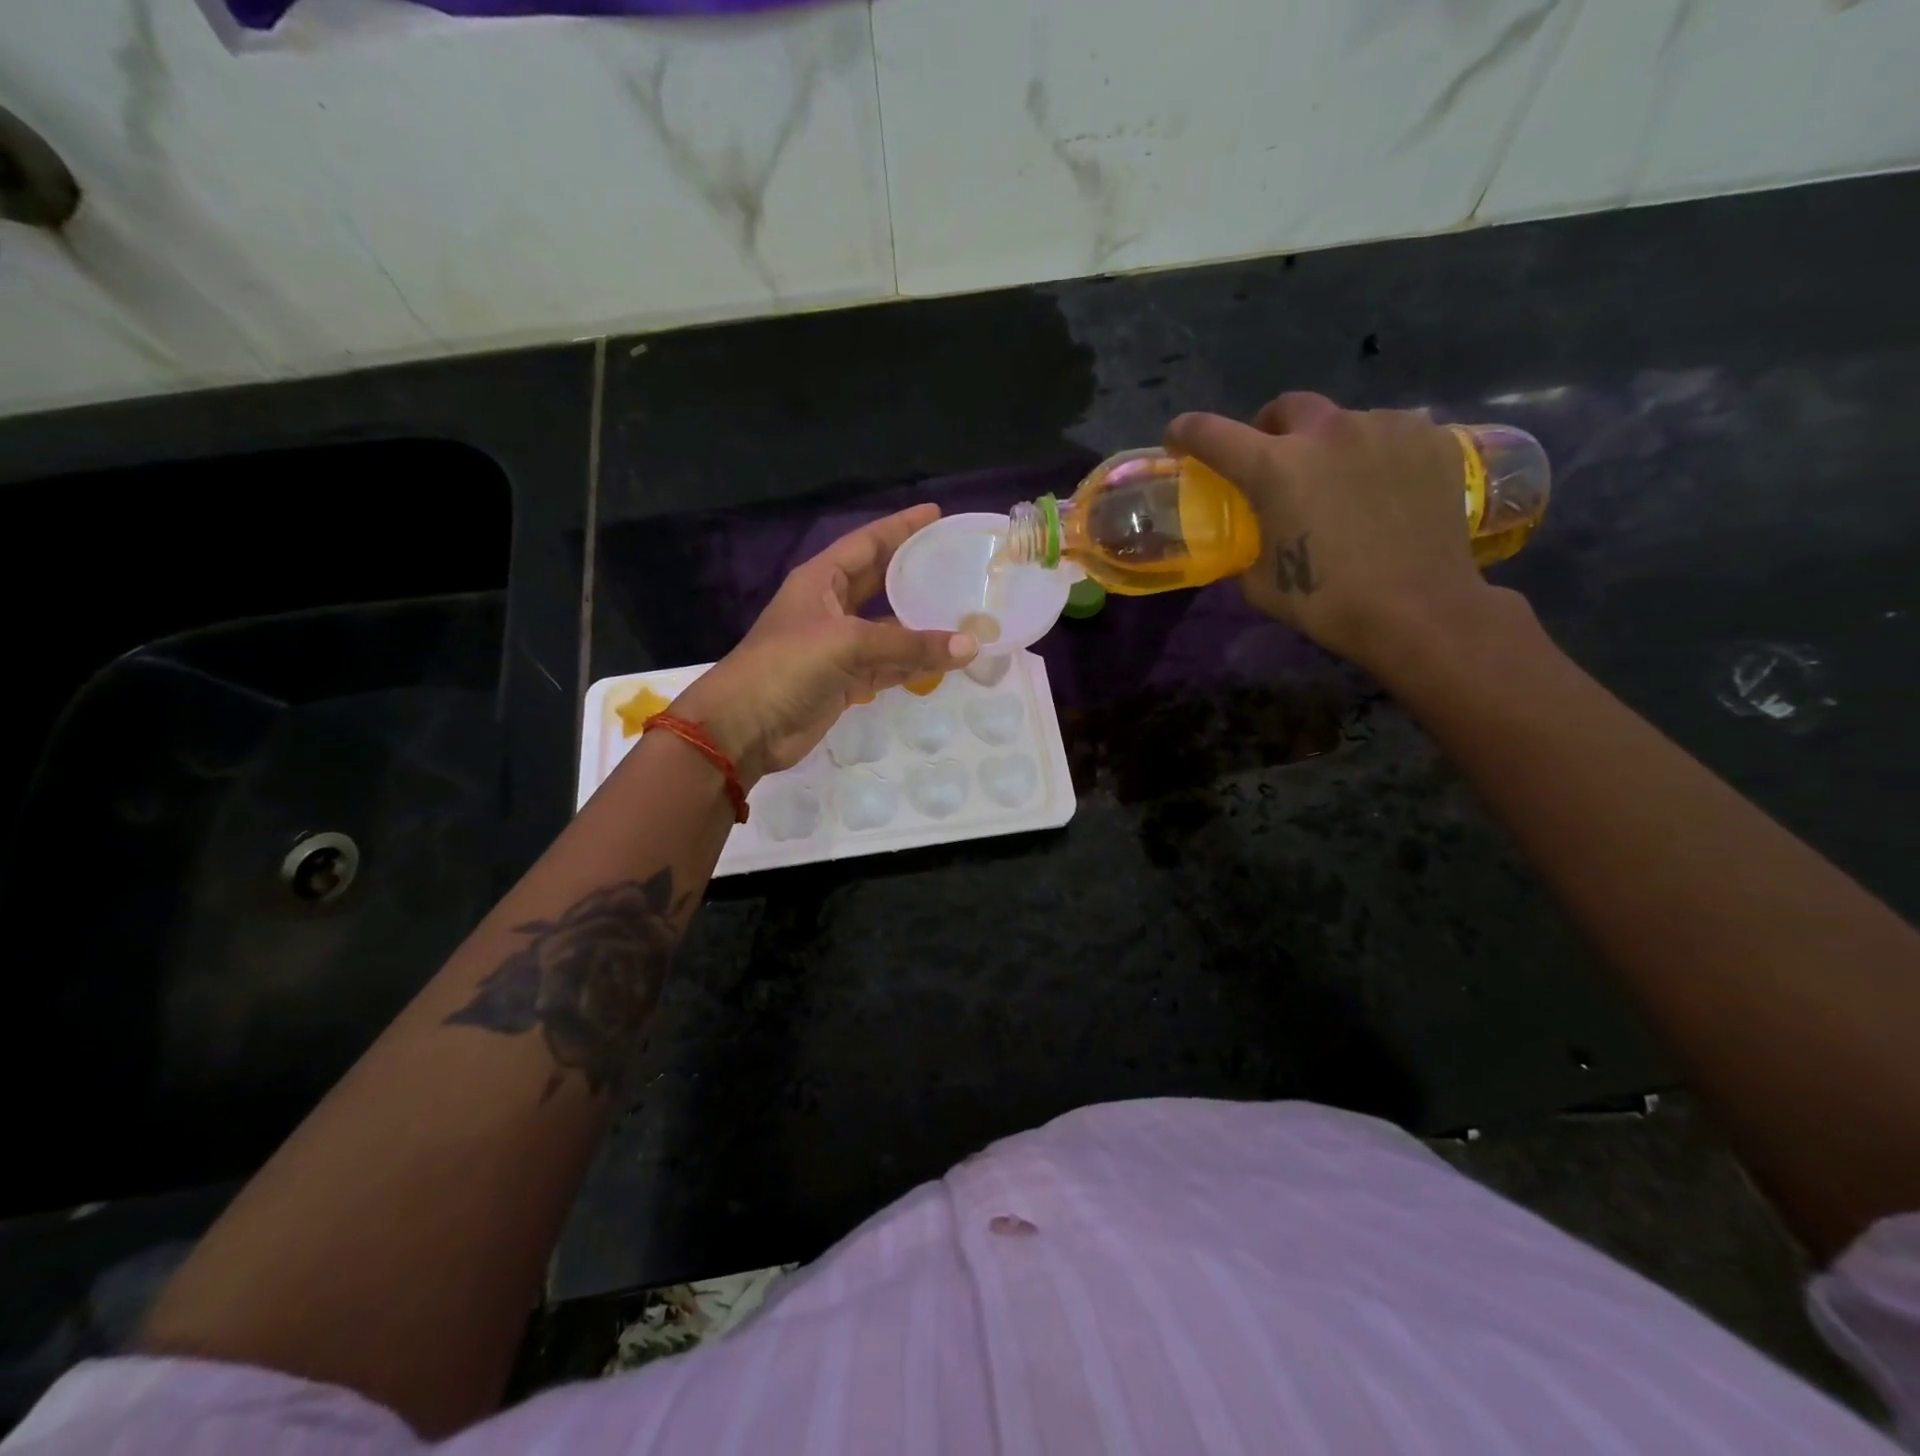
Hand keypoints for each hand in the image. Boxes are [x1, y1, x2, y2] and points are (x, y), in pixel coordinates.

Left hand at [670, 505, 976, 785]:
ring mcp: (839, 646)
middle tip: (958, 561)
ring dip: (922, 623)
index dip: (901, 527)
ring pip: (889, 628)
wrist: (746, 727)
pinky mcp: (847, 681)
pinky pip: (890, 665)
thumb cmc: (787, 666)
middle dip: (915, 571)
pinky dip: (915, 663)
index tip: (936, 514)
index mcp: (821, 580)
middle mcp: (831, 607)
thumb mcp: (848, 643)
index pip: (868, 543)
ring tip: (965, 610)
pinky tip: (948, 658)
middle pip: (881, 581)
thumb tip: (970, 647)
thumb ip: (909, 644)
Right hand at [1165, 392, 1498, 668]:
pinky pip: (1389, 433)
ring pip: (1343, 420)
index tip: (1178, 439)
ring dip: (1328, 444)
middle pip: (1287, 407)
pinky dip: (1374, 453)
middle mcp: (1327, 432)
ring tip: (1339, 482)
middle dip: (1270, 428)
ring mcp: (1384, 428)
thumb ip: (1249, 545)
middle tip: (1274, 461)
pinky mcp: (1430, 438)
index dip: (1187, 433)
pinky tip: (1382, 489)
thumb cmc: (1328, 602)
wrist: (1419, 610)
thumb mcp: (1261, 582)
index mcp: (1274, 467)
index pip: (1212, 433)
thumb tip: (1253, 536)